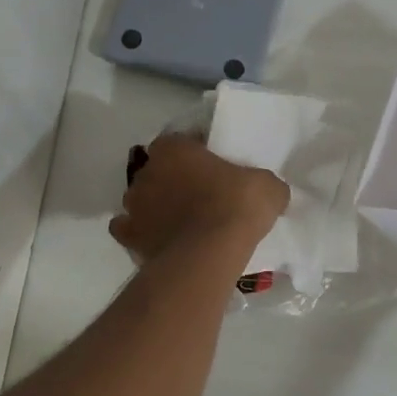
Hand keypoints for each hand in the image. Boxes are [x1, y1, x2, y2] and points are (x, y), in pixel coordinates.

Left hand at [110, 133, 288, 263]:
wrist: (209, 254)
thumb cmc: (236, 206)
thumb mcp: (267, 187)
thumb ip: (262, 182)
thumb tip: (269, 191)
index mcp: (174, 148)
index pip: (179, 142)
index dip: (195, 153)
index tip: (213, 168)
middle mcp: (147, 171)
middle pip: (157, 170)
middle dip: (172, 180)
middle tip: (198, 196)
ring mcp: (133, 205)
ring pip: (140, 199)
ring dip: (155, 206)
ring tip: (179, 223)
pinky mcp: (129, 236)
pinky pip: (128, 229)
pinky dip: (139, 233)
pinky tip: (157, 240)